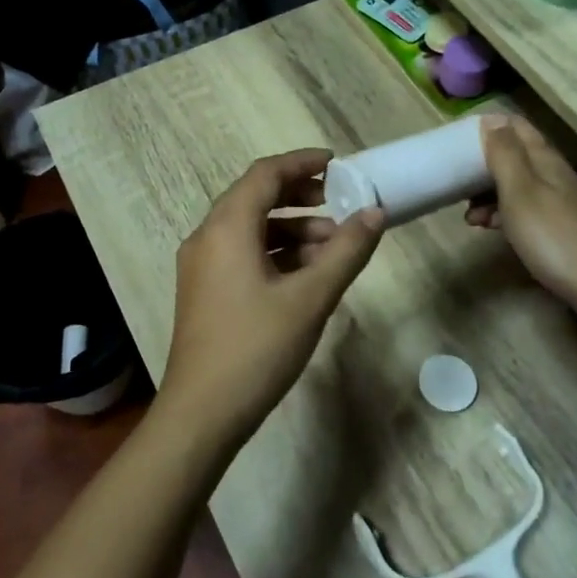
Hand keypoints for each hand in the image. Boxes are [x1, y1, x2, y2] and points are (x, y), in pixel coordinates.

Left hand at [159, 150, 383, 447]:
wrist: (201, 414)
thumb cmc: (256, 348)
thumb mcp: (311, 298)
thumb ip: (346, 252)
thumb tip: (375, 213)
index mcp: (226, 228)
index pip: (265, 174)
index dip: (303, 163)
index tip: (339, 165)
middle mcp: (207, 237)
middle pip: (255, 197)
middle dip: (300, 196)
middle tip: (341, 203)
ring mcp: (201, 266)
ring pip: (250, 229)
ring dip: (292, 229)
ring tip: (334, 246)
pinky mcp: (204, 291)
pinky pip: (242, 254)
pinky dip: (275, 253)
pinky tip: (307, 275)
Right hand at [467, 116, 576, 327]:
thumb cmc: (554, 235)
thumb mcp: (520, 191)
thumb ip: (504, 154)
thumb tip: (491, 119)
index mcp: (544, 160)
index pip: (515, 127)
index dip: (488, 127)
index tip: (457, 141)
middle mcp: (553, 174)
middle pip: (514, 156)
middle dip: (483, 164)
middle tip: (455, 181)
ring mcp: (559, 202)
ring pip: (516, 185)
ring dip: (489, 193)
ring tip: (467, 215)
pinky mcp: (559, 228)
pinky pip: (524, 210)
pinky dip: (503, 214)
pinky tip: (490, 230)